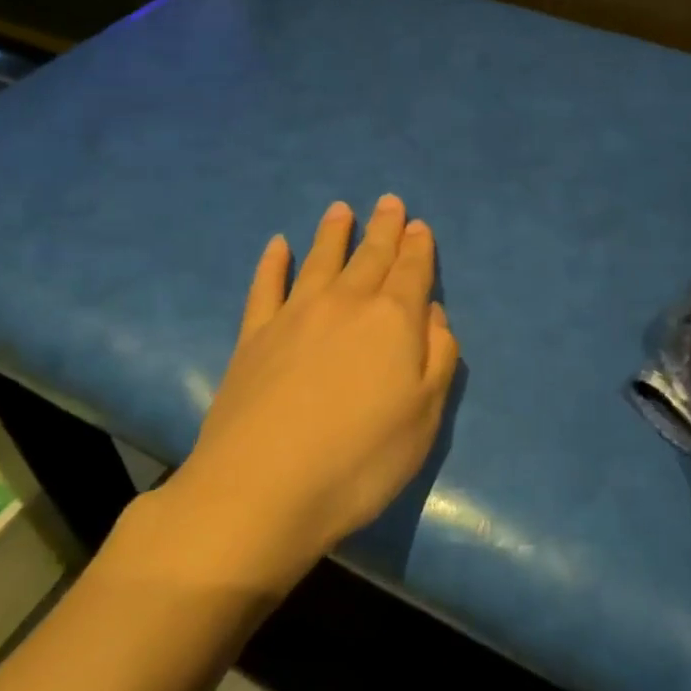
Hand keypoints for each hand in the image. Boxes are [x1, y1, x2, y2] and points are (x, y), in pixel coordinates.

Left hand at [145, 196, 458, 590]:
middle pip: (369, 257)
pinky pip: (265, 287)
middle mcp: (345, 304)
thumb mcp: (424, 417)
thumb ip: (437, 359)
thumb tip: (433, 314)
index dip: (418, 247)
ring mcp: (294, 316)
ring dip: (333, 234)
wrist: (261, 489)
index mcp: (392, 320)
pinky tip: (277, 246)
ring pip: (319, 260)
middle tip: (388, 202)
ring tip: (340, 209)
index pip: (411, 272)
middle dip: (383, 228)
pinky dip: (272, 263)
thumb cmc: (359, 460)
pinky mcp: (253, 337)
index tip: (418, 224)